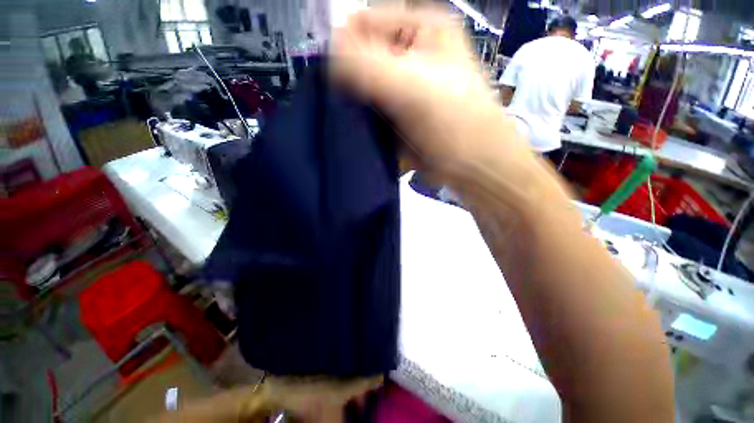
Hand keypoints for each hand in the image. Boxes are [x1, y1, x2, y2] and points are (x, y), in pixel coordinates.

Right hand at [332, 7, 529, 181]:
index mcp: (423, 28)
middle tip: (339, 102)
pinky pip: (377, 109)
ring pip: (370, 85)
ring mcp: (410, 86)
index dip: (344, 45)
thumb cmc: (452, 122)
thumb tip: (328, 52)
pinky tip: (359, 129)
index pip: (366, 22)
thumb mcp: (411, 87)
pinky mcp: (405, 114)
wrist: (472, 164)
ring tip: (347, 118)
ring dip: (357, 101)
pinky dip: (366, 118)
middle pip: (367, 56)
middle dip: (350, 78)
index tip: (330, 77)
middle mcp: (416, 53)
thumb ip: (366, 66)